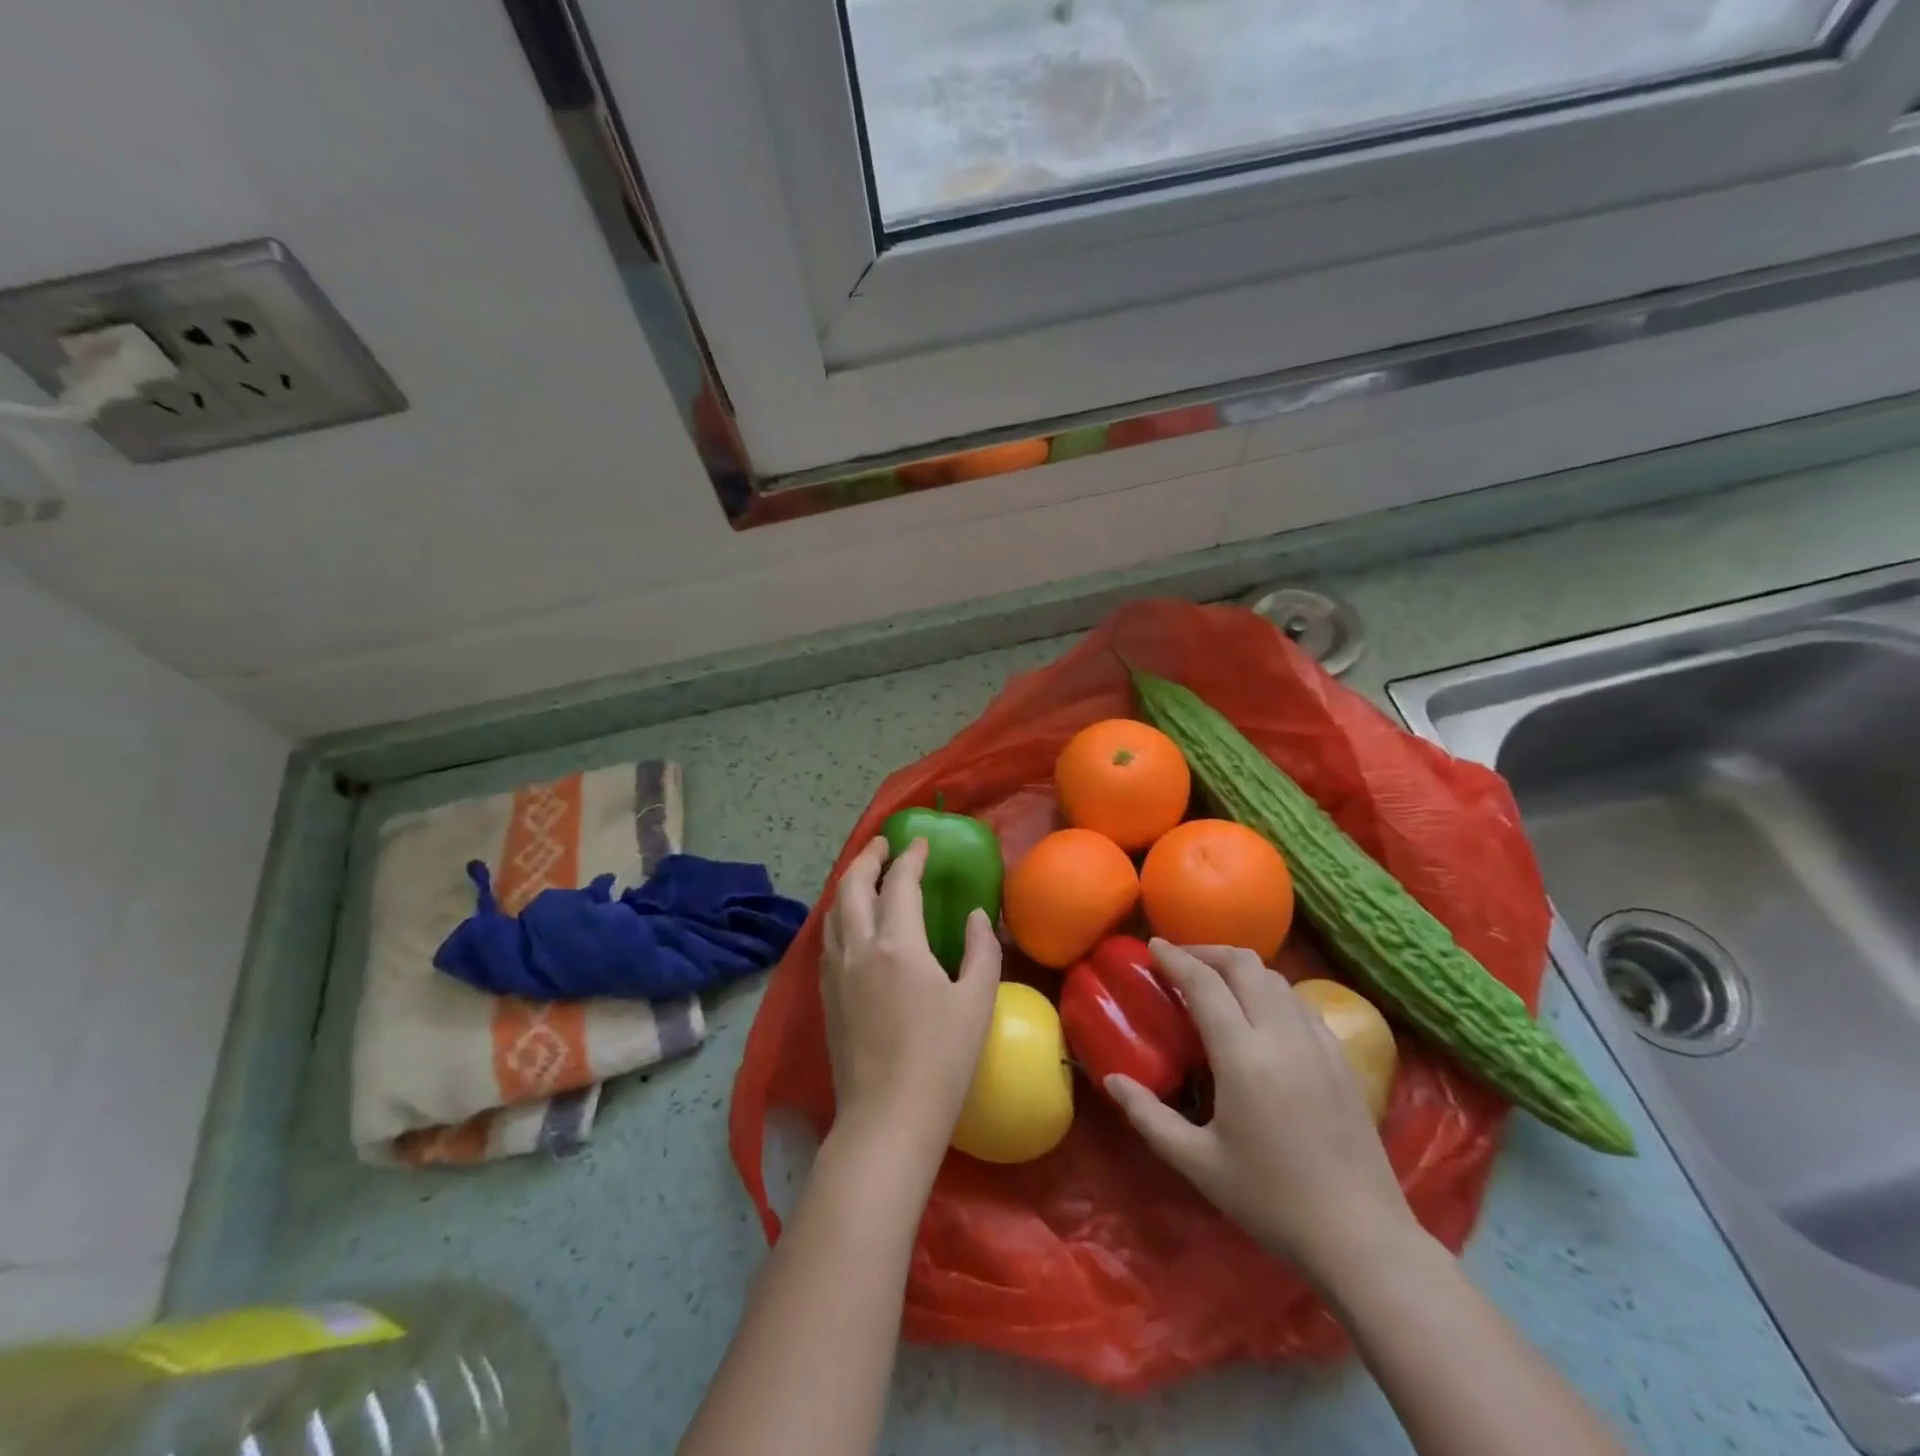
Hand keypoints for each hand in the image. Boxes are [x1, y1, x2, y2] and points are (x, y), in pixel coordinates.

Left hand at [821, 836, 1000, 1163]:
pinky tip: (852, 926)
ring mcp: (835, 973)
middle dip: (867, 858)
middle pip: (851, 887)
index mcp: (897, 944)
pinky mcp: (825, 997)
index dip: (910, 857)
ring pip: (832, 912)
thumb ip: (980, 950)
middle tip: (883, 845)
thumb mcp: (976, 1001)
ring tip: (865, 877)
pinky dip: (839, 916)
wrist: (886, 1119)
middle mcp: (858, 948)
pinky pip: (828, 939)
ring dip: (848, 885)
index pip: (899, 883)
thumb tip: (976, 917)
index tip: (919, 841)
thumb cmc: (941, 1060)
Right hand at [1106, 940, 1418, 1284]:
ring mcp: (1317, 1042)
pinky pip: (1299, 1001)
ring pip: (1275, 978)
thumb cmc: (1271, 1200)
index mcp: (1242, 1056)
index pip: (1204, 983)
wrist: (1361, 1237)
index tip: (1152, 946)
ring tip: (1216, 984)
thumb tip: (1112, 1080)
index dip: (1175, 958)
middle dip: (1208, 952)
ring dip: (1240, 968)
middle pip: (1244, 965)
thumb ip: (1149, 1116)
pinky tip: (1260, 1015)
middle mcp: (1281, 1035)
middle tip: (1181, 962)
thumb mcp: (1198, 1163)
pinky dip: (1271, 990)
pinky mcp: (1341, 1056)